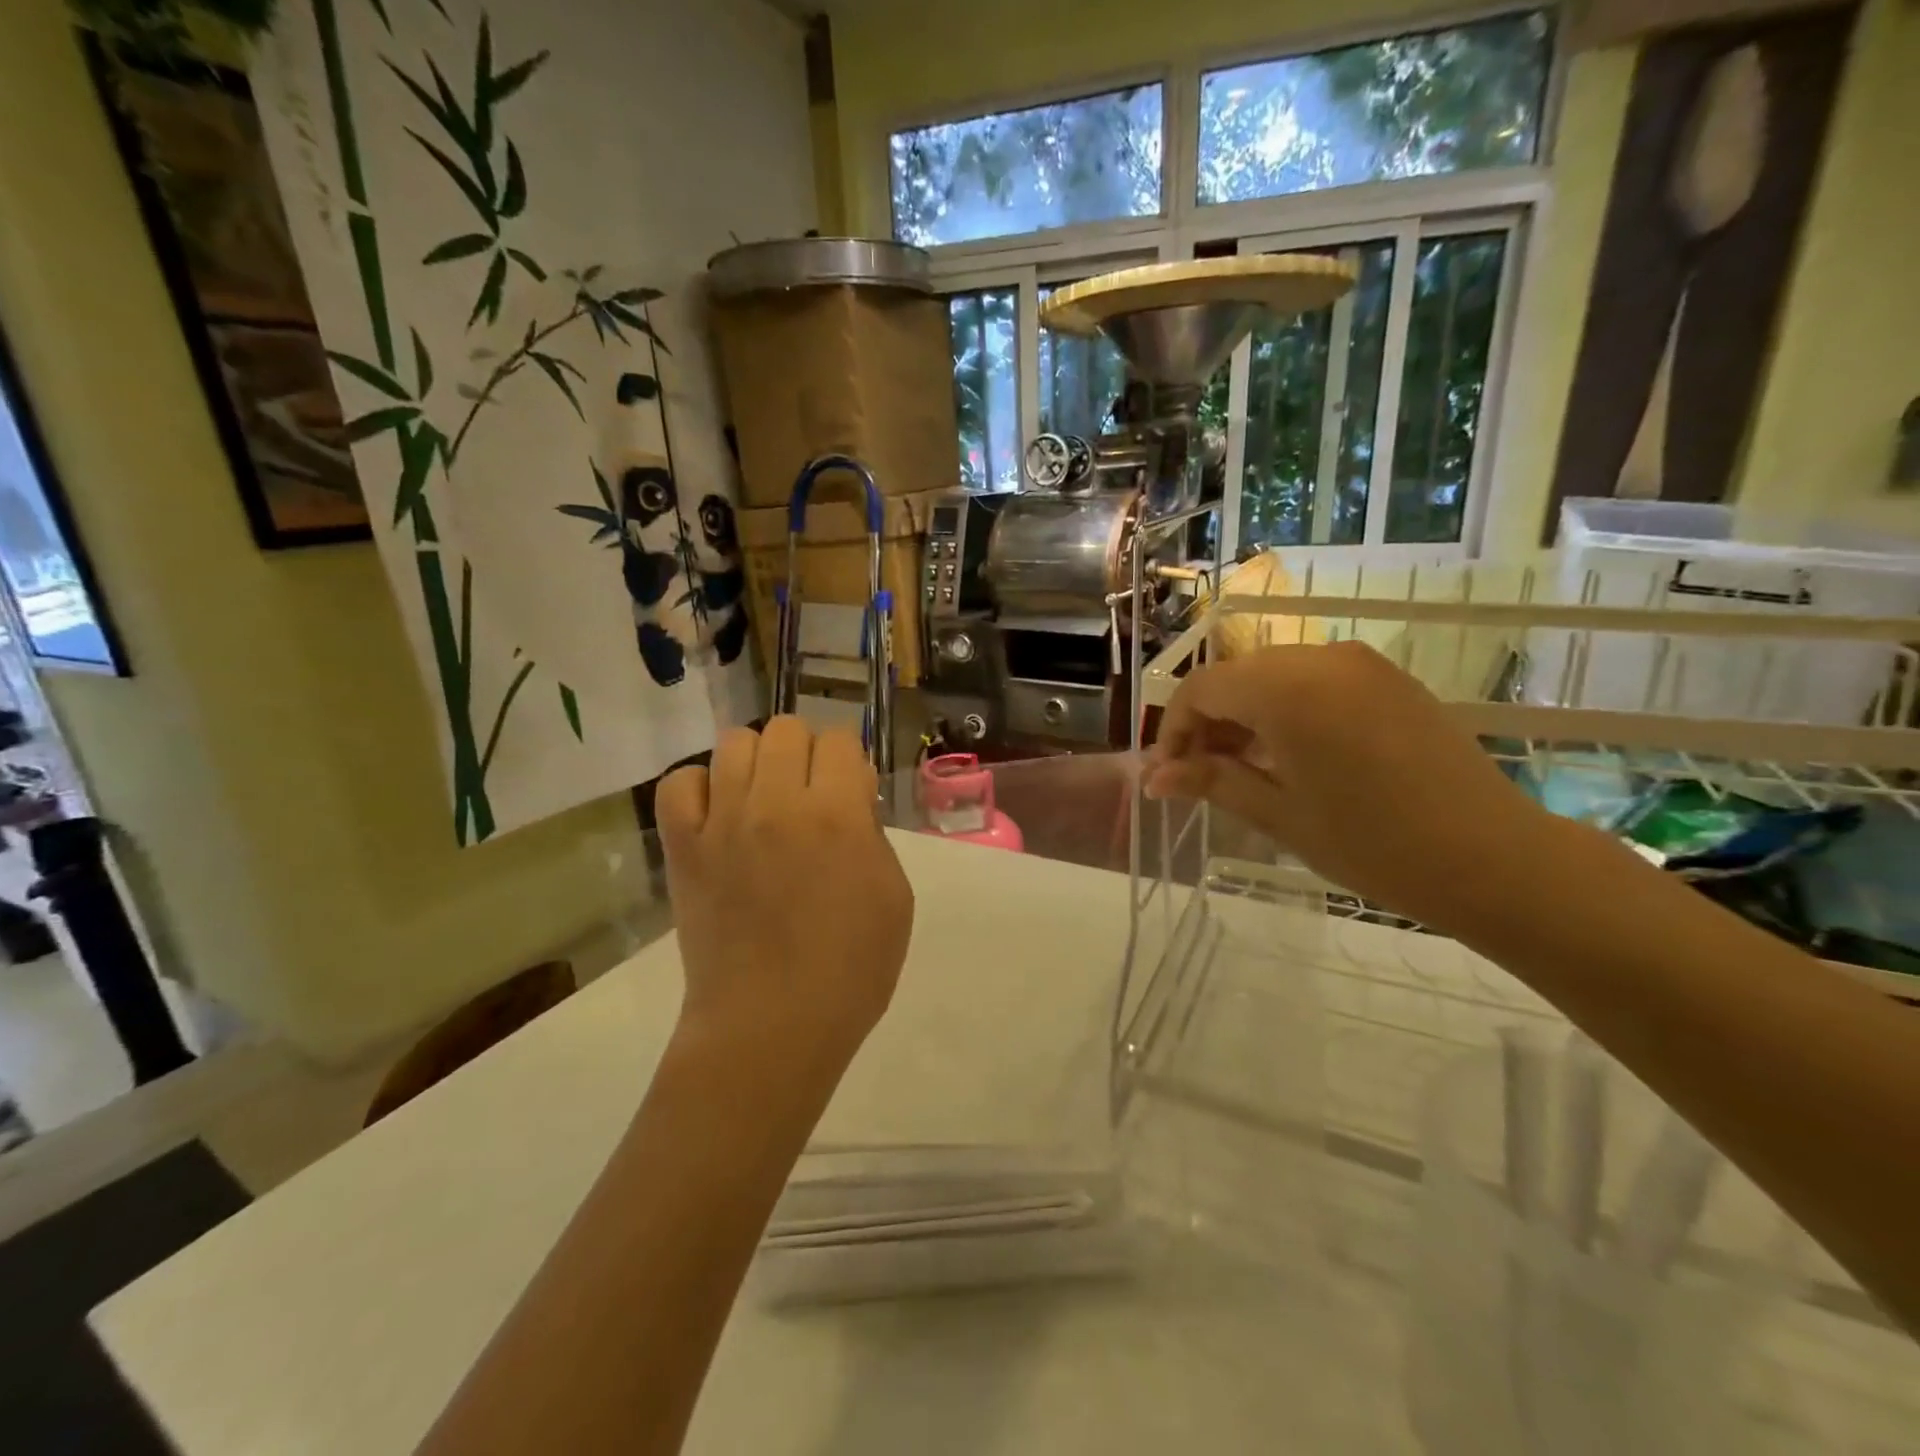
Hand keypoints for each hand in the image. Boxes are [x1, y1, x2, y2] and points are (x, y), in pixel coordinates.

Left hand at [657, 718, 913, 1083]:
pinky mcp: (683, 848)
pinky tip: (720, 814)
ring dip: (758, 761)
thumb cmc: (851, 970)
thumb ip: (872, 834)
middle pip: (787, 728)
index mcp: (836, 814)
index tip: (851, 794)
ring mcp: (722, 822)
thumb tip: (848, 801)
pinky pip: (679, 784)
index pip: (841, 740)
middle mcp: (776, 803)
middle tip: (810, 796)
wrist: (772, 1027)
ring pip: (734, 742)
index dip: (851, 762)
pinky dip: (700, 787)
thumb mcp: (894, 896)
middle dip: (807, 753)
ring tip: (764, 799)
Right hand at [1145, 641, 1556, 935]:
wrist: (1493, 857)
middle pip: (1235, 677)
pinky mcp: (1388, 678)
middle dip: (1207, 723)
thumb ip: (1211, 781)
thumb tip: (1153, 777)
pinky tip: (1291, 755)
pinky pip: (1314, 680)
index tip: (1168, 776)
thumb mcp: (1278, 813)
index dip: (1174, 731)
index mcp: (1286, 688)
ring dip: (1245, 716)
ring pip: (1273, 676)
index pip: (1201, 689)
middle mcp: (1321, 658)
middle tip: (1199, 777)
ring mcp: (1360, 664)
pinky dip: (1285, 709)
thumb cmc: (1372, 843)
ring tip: (1242, 770)